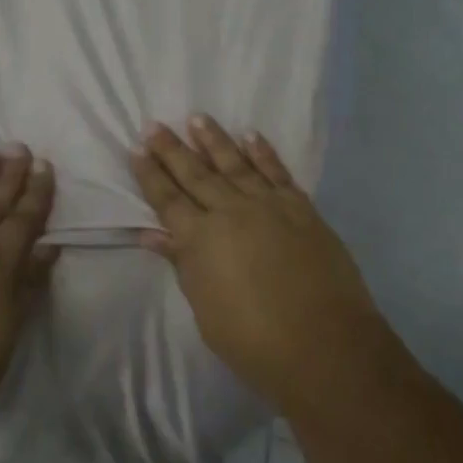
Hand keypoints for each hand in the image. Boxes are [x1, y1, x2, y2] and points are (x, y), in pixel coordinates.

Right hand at [130, 116, 386, 413]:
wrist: (325, 345)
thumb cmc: (255, 342)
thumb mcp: (206, 309)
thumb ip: (183, 265)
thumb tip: (153, 234)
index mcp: (201, 240)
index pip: (167, 200)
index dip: (150, 175)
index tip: (136, 149)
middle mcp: (231, 212)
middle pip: (196, 174)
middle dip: (172, 149)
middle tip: (154, 125)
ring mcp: (268, 205)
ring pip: (234, 164)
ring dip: (214, 140)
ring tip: (197, 118)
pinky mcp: (300, 208)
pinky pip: (277, 172)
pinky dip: (262, 153)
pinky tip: (250, 136)